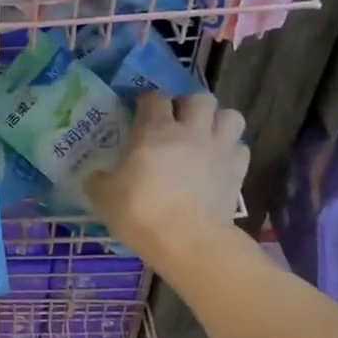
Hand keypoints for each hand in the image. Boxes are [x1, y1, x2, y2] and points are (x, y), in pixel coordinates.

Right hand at [85, 92, 246, 258]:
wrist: (187, 240)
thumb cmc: (139, 211)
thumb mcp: (103, 195)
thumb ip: (99, 179)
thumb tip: (97, 176)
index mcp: (154, 130)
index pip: (154, 98)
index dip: (146, 102)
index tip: (139, 113)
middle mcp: (191, 131)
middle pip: (200, 98)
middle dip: (189, 106)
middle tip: (177, 123)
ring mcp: (219, 150)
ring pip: (231, 116)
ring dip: (217, 122)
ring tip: (204, 137)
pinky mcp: (238, 172)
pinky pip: (240, 148)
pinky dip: (231, 151)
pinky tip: (218, 163)